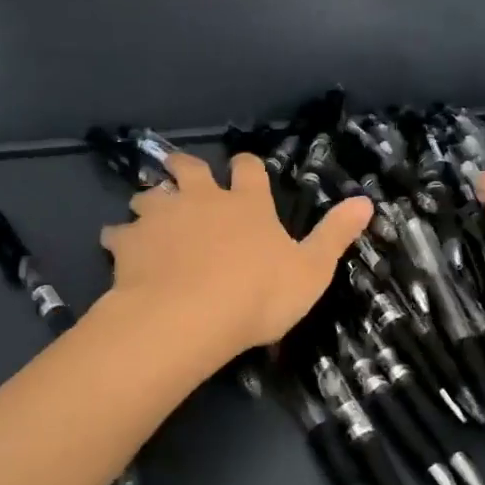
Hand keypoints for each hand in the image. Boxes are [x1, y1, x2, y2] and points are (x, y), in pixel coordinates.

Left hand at [100, 151, 372, 359]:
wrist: (189, 317)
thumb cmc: (257, 295)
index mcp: (246, 204)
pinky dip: (120, 238)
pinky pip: (117, 232)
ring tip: (150, 216)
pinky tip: (120, 251)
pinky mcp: (129, 242)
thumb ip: (335, 234)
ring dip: (150, 201)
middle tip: (185, 178)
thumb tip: (366, 200)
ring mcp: (161, 217)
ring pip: (149, 195)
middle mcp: (201, 199)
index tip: (244, 172)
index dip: (247, 168)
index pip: (249, 169)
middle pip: (189, 169)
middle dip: (187, 170)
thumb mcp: (311, 270)